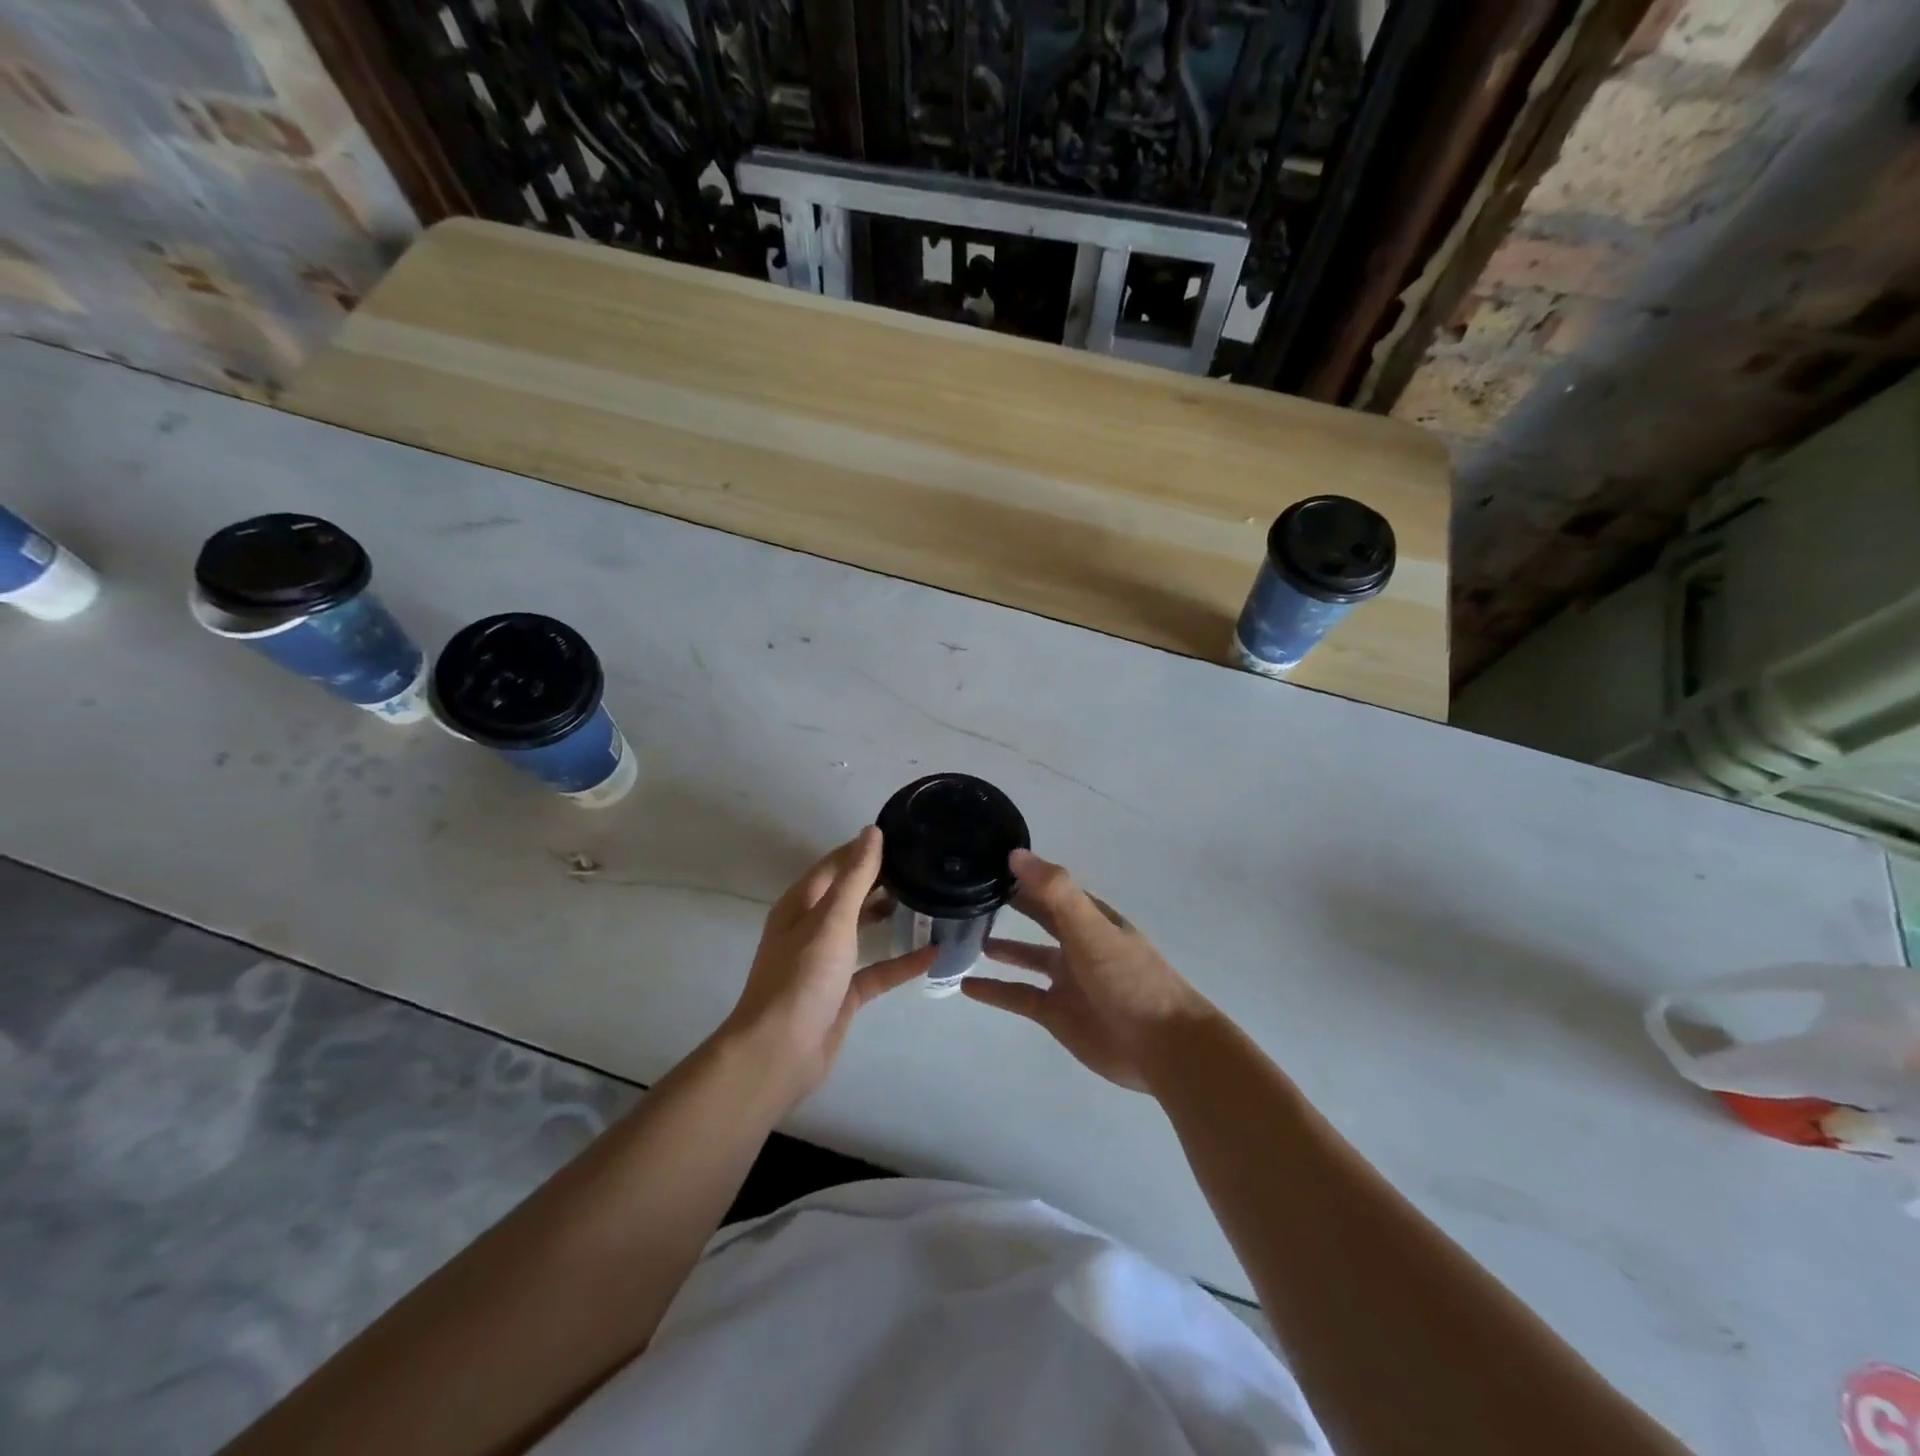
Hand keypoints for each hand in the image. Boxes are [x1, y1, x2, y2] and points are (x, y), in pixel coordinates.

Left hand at [722, 826, 933, 1108]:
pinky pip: (876, 970)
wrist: (779, 1053)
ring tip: (929, 899)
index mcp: (801, 904)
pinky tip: (933, 953)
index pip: (836, 863)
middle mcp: (812, 928)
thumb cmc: (802, 978)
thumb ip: (855, 877)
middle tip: (924, 866)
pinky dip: (901, 962)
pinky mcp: (842, 993)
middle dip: (882, 879)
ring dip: (890, 916)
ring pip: (862, 930)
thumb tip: (871, 832)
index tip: (903, 835)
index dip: (864, 848)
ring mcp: (827, 962)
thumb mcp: (831, 920)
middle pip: (850, 894)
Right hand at [962, 849, 1213, 1091]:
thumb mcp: (1091, 927)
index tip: (987, 862)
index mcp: (1090, 918)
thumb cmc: (1128, 978)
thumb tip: (1015, 854)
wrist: (1161, 1046)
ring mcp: (1067, 981)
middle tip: (970, 894)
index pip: (1051, 888)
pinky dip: (994, 991)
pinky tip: (967, 986)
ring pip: (1027, 959)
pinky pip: (1018, 997)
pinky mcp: (1057, 1014)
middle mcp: (1078, 944)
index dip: (1024, 875)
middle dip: (1012, 906)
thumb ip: (1055, 891)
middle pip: (1039, 919)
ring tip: (966, 938)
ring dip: (1002, 949)